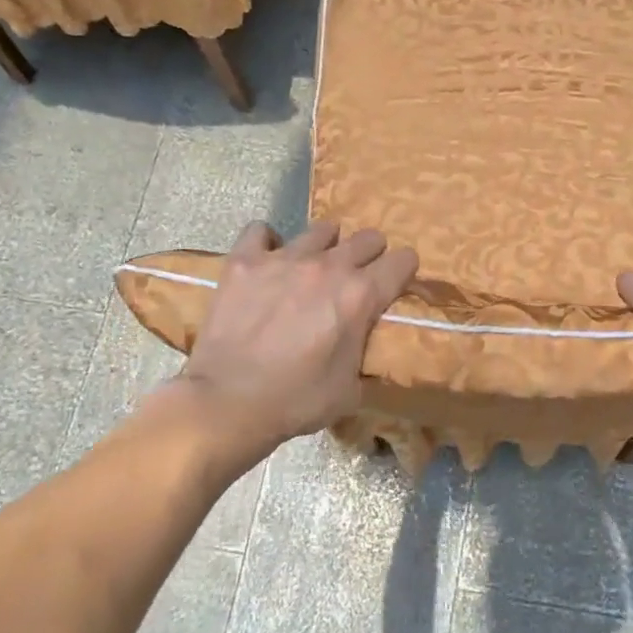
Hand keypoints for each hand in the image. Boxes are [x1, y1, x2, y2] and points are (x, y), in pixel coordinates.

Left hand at [144, 221, 417, 478]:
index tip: (397, 282)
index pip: (403, 262)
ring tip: (314, 267)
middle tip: (359, 276)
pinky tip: (267, 261)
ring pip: (321, 230)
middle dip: (371, 255)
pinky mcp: (244, 261)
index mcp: (361, 296)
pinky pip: (260, 231)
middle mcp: (329, 267)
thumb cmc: (296, 401)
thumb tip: (363, 346)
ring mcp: (284, 258)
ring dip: (326, 246)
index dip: (404, 271)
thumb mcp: (351, 389)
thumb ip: (364, 354)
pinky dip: (267, 242)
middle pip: (367, 238)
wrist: (228, 403)